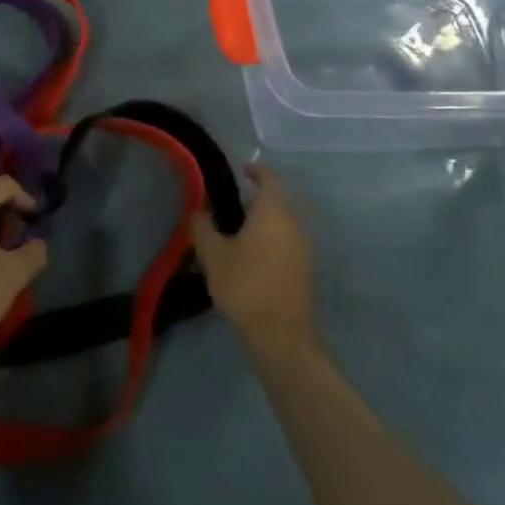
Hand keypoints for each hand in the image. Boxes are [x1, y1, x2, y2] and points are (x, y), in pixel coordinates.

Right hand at [191, 162, 316, 356]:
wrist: (281, 336)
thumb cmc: (245, 285)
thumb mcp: (213, 254)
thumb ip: (202, 226)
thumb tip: (198, 209)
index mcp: (274, 211)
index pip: (269, 178)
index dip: (256, 169)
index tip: (241, 169)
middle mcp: (294, 224)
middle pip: (278, 200)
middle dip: (256, 199)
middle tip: (230, 205)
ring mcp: (304, 248)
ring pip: (283, 223)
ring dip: (264, 222)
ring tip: (237, 232)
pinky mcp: (305, 270)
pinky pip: (287, 243)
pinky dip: (271, 240)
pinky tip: (251, 257)